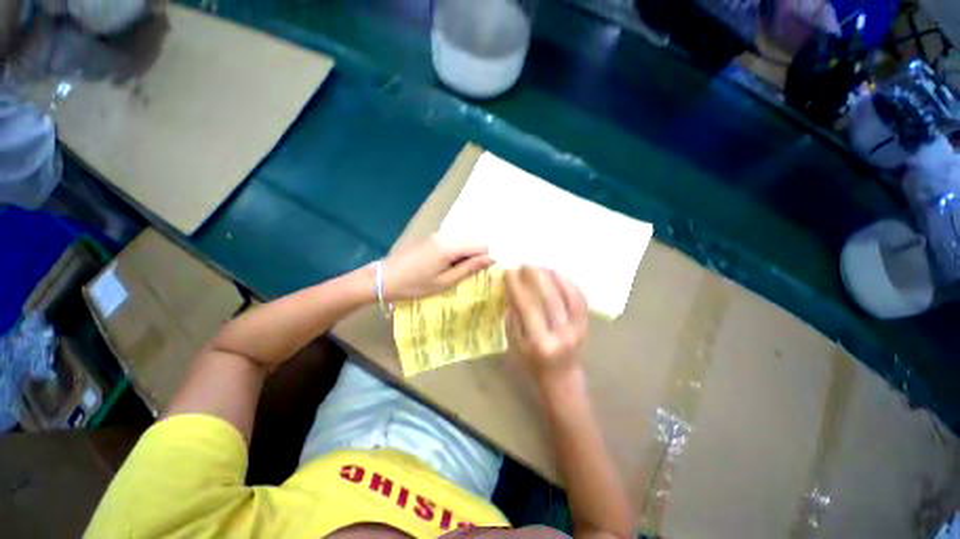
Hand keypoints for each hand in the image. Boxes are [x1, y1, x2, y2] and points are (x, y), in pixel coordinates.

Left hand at [382, 236, 492, 300]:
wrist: (384, 278)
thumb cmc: (415, 285)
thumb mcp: (444, 282)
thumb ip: (468, 268)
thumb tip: (490, 259)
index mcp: (450, 247)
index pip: (482, 244)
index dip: (486, 258)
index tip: (481, 273)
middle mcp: (446, 236)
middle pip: (473, 240)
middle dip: (476, 256)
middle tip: (467, 274)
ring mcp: (437, 235)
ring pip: (463, 240)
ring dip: (466, 254)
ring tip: (455, 272)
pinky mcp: (431, 237)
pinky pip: (452, 241)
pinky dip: (456, 252)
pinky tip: (445, 265)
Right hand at [505, 266, 587, 384]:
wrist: (562, 378)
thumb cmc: (533, 362)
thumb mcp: (516, 343)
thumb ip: (514, 316)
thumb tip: (513, 289)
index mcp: (540, 342)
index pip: (527, 307)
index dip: (517, 287)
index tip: (509, 271)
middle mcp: (561, 334)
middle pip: (550, 297)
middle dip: (536, 276)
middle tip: (526, 264)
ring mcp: (577, 328)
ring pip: (569, 295)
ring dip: (555, 277)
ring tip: (542, 267)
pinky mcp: (586, 325)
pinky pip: (581, 299)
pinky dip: (571, 284)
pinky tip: (559, 276)